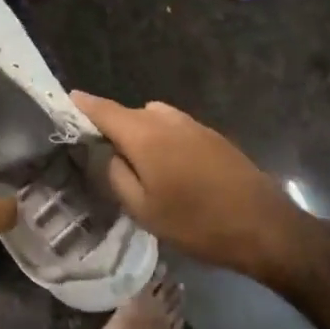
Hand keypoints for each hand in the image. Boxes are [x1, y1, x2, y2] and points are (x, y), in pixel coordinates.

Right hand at [72, 92, 304, 282]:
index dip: (82, 105)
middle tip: (99, 154)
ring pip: (152, 119)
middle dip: (111, 127)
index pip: (103, 109)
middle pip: (128, 114)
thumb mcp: (143, 209)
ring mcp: (193, 125)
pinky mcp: (212, 136)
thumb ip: (116, 175)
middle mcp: (166, 119)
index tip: (65, 101)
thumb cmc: (197, 223)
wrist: (264, 227)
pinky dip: (161, 139)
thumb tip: (106, 154)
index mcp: (144, 134)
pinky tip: (168, 170)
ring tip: (136, 166)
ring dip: (139, 134)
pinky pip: (173, 129)